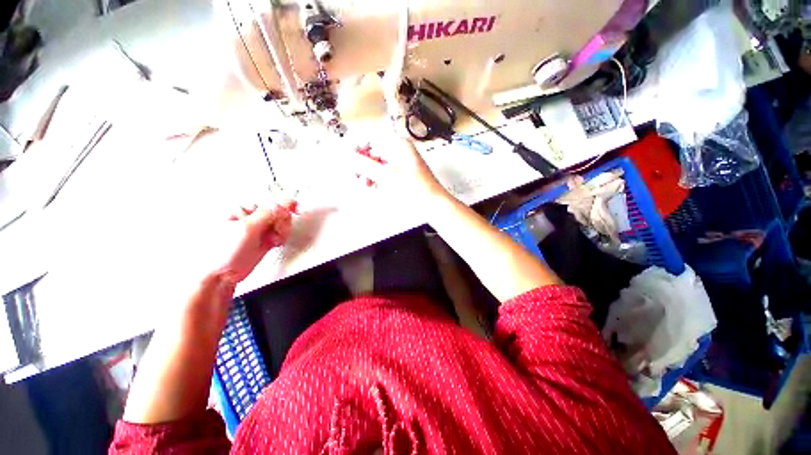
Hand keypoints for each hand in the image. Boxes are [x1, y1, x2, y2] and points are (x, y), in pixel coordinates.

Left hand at [216, 201, 295, 283]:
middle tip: (277, 231)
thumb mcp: (247, 228)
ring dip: (282, 231)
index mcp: (242, 210)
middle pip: (278, 213)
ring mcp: (258, 229)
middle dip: (282, 222)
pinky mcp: (264, 238)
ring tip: (274, 239)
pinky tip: (275, 242)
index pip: (270, 202)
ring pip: (280, 223)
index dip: (285, 205)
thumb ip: (267, 214)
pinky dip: (281, 237)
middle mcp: (250, 217)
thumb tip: (283, 204)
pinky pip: (280, 233)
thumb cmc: (223, 252)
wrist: (222, 275)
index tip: (297, 208)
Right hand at [350, 135, 449, 208]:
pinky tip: (374, 187)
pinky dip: (379, 179)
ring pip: (379, 165)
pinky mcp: (404, 175)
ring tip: (366, 184)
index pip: (372, 141)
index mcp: (399, 144)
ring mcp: (402, 163)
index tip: (348, 162)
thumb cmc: (413, 188)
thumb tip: (346, 154)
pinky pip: (386, 173)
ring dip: (370, 174)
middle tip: (358, 177)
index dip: (358, 151)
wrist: (433, 204)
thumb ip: (364, 164)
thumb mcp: (385, 175)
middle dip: (364, 166)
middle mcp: (400, 151)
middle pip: (375, 154)